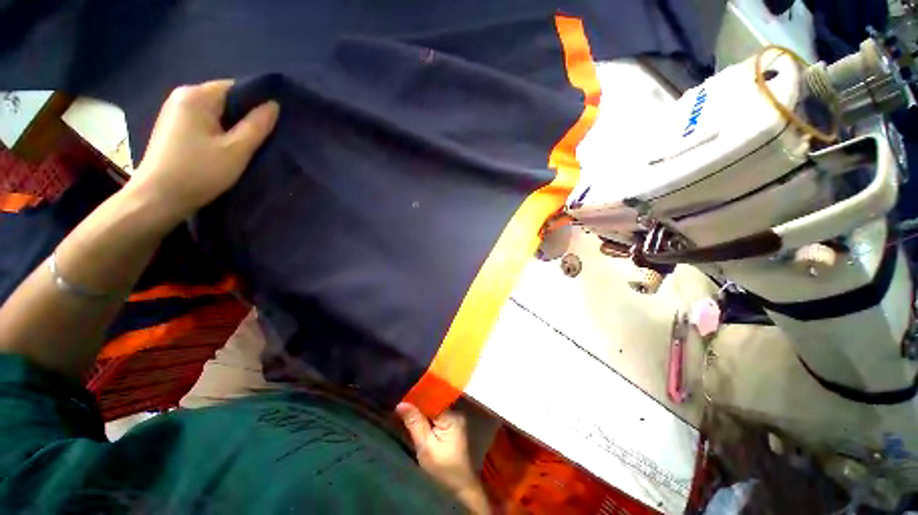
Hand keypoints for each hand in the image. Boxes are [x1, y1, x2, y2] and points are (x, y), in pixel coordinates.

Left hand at [128, 80, 278, 225]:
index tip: (273, 122)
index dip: (257, 103)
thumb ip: (257, 126)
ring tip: (249, 146)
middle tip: (264, 138)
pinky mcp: (174, 129)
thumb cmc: (199, 171)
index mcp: (196, 96)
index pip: (235, 88)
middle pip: (225, 100)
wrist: (157, 198)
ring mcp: (176, 113)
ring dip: (234, 127)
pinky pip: (206, 123)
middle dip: (246, 116)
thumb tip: (273, 105)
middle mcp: (183, 97)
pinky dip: (220, 133)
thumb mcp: (236, 150)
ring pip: (216, 114)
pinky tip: (228, 149)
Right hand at [396, 403, 489, 513]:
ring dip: (423, 407)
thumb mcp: (425, 447)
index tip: (404, 394)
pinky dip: (428, 414)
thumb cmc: (443, 468)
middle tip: (403, 400)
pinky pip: (438, 412)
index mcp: (451, 415)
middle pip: (434, 400)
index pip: (433, 398)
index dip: (418, 395)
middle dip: (419, 401)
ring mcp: (455, 417)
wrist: (461, 484)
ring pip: (436, 406)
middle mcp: (456, 411)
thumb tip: (401, 403)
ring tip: (407, 405)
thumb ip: (415, 423)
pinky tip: (418, 415)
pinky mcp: (453, 423)